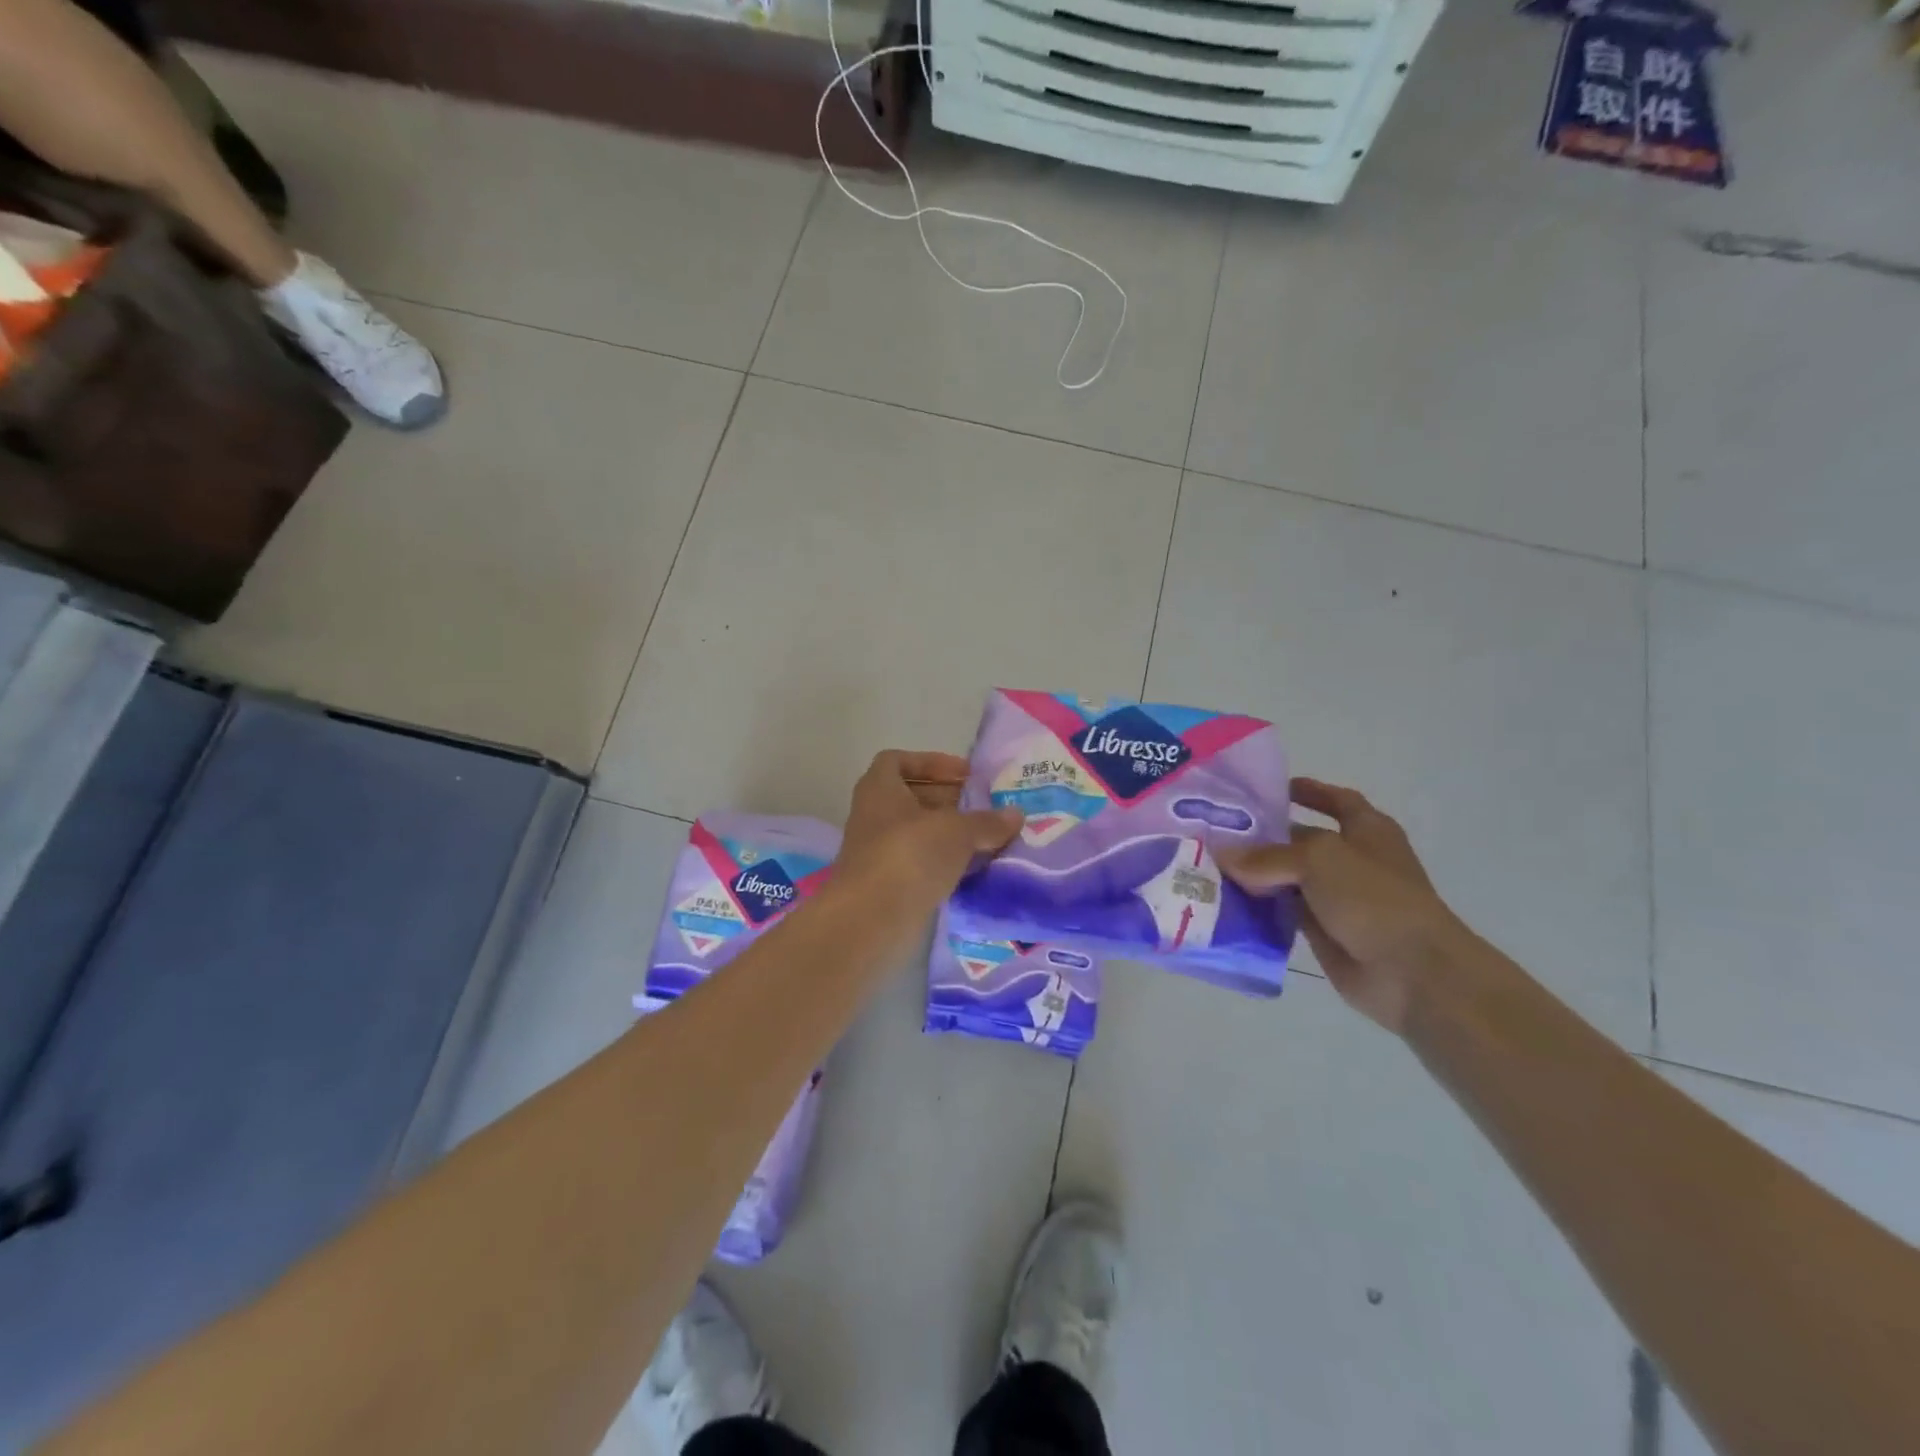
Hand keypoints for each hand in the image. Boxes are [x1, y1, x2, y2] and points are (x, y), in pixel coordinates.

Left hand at [837, 750, 1022, 907]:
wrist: (872, 918)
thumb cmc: (910, 855)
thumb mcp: (957, 831)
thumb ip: (987, 821)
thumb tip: (1016, 815)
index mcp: (879, 788)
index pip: (898, 761)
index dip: (932, 762)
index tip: (964, 776)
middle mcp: (873, 815)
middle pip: (911, 797)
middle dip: (947, 800)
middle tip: (983, 808)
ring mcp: (878, 851)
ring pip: (917, 833)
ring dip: (948, 834)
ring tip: (986, 838)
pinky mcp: (887, 884)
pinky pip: (919, 863)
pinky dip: (943, 862)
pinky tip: (972, 869)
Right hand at [1218, 778, 1462, 1035]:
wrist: (1411, 971)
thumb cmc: (1374, 897)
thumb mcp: (1317, 859)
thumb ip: (1267, 856)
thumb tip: (1223, 855)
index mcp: (1367, 830)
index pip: (1336, 800)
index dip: (1308, 792)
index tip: (1267, 791)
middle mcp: (1353, 860)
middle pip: (1301, 841)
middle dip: (1264, 837)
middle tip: (1216, 832)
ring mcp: (1339, 898)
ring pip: (1288, 879)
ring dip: (1256, 875)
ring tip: (1210, 866)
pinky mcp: (1324, 932)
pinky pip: (1284, 913)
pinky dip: (1260, 908)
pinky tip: (1225, 903)